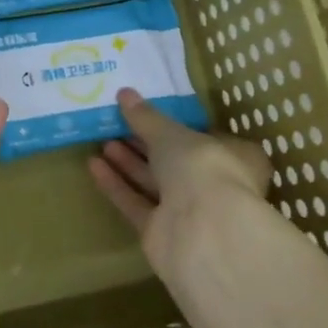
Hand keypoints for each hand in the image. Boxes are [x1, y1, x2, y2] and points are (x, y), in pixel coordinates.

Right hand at [87, 87, 282, 299]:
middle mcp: (214, 187)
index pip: (205, 139)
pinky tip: (94, 165)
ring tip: (102, 142)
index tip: (149, 114)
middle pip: (174, 162)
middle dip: (145, 144)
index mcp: (234, 159)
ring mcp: (187, 213)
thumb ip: (147, 117)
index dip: (177, 127)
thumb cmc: (202, 168)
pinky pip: (136, 204)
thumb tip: (125, 94)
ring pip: (153, 183)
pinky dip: (117, 185)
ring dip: (128, 163)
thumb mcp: (172, 134)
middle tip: (116, 125)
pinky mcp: (161, 233)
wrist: (202, 231)